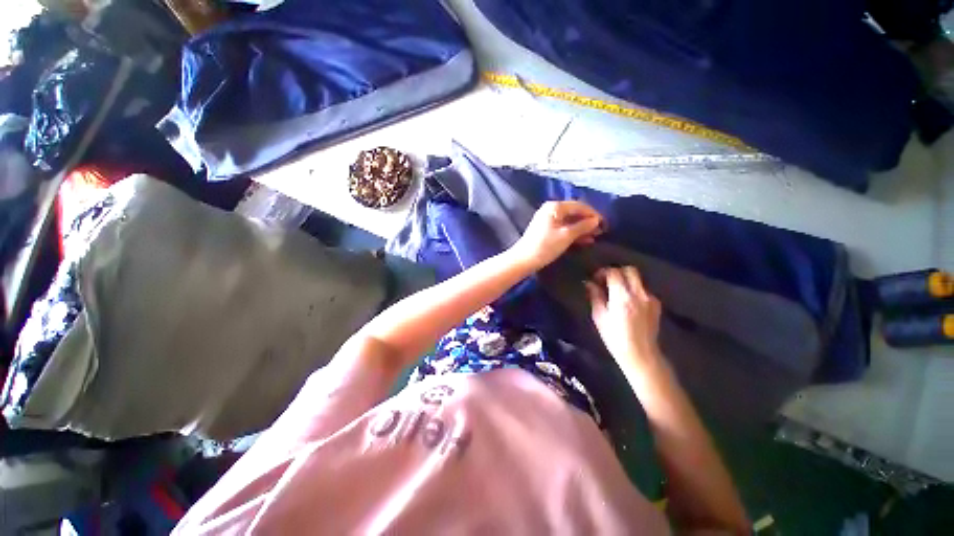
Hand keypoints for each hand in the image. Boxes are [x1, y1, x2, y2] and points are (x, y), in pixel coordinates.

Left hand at [510, 201, 602, 270]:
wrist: (524, 259)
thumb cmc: (545, 246)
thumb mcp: (566, 236)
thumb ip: (582, 226)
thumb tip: (596, 220)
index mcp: (555, 207)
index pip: (579, 206)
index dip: (593, 214)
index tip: (605, 224)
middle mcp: (551, 209)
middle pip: (574, 213)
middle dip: (588, 222)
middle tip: (601, 232)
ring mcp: (547, 219)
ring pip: (569, 221)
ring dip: (582, 229)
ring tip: (594, 238)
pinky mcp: (546, 230)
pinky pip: (563, 228)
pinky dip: (573, 233)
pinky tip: (583, 241)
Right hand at [584, 266, 662, 362]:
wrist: (640, 354)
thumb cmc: (615, 337)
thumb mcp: (599, 317)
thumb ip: (595, 296)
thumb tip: (589, 283)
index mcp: (622, 296)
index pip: (614, 272)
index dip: (603, 272)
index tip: (596, 279)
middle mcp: (639, 294)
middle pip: (630, 270)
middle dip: (617, 271)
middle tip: (607, 281)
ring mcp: (650, 298)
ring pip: (638, 279)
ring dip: (626, 281)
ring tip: (616, 292)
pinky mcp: (656, 304)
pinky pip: (643, 289)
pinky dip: (634, 290)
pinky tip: (628, 302)